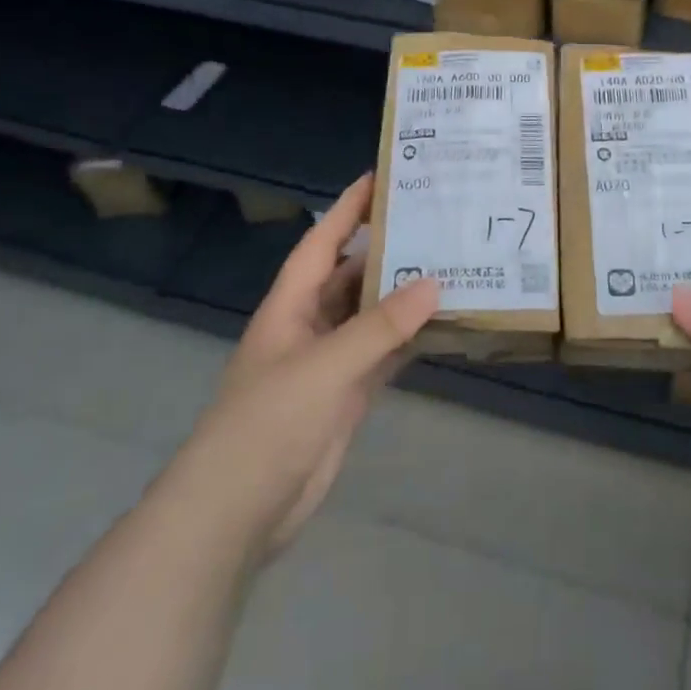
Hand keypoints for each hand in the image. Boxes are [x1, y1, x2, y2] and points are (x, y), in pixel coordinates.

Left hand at [181, 173, 438, 563]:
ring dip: (406, 295)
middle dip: (389, 248)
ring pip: (374, 315)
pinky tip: (445, 323)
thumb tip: (434, 283)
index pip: (323, 241)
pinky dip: (411, 339)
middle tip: (438, 221)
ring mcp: (331, 361)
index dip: (349, 208)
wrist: (236, 513)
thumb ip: (380, 326)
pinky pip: (385, 354)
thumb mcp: (325, 366)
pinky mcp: (348, 395)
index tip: (384, 176)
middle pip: (354, 273)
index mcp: (292, 304)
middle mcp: (311, 324)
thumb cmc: (268, 423)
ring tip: (454, 265)